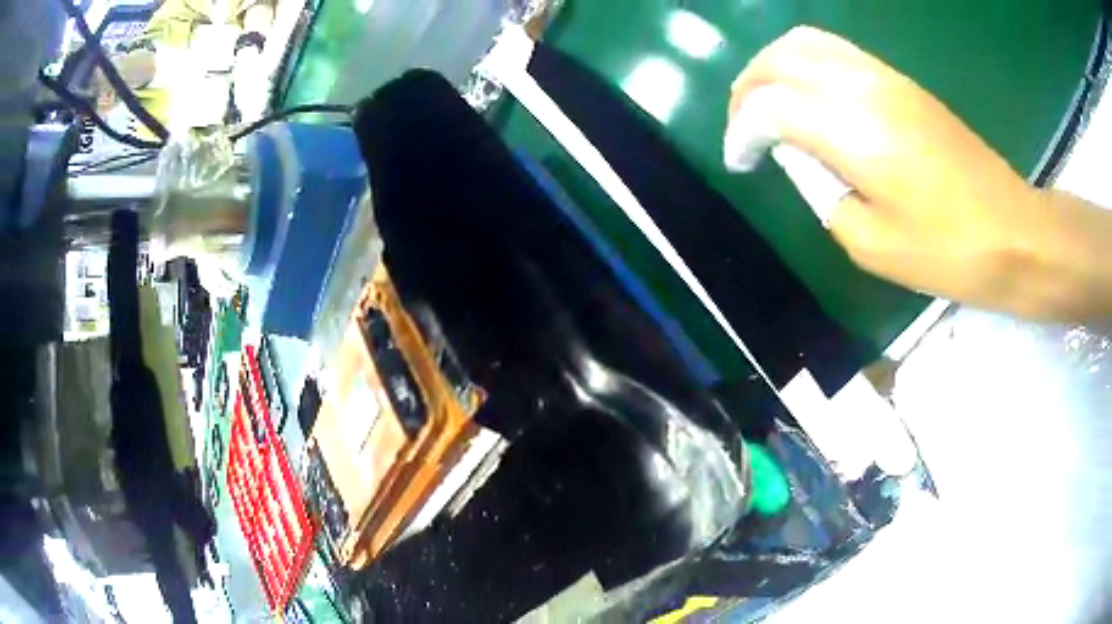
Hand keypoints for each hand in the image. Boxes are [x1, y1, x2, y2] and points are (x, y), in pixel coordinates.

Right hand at [727, 27, 1079, 317]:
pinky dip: (807, 65)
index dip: (743, 132)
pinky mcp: (902, 81)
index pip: (770, 106)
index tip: (740, 162)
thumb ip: (823, 193)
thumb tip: (803, 158)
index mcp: (853, 131)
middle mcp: (862, 87)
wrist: (1012, 232)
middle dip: (748, 88)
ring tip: (771, 105)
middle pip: (780, 59)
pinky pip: (837, 51)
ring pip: (806, 43)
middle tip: (745, 128)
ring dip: (775, 68)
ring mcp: (885, 77)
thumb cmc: (948, 251)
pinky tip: (812, 98)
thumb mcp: (871, 245)